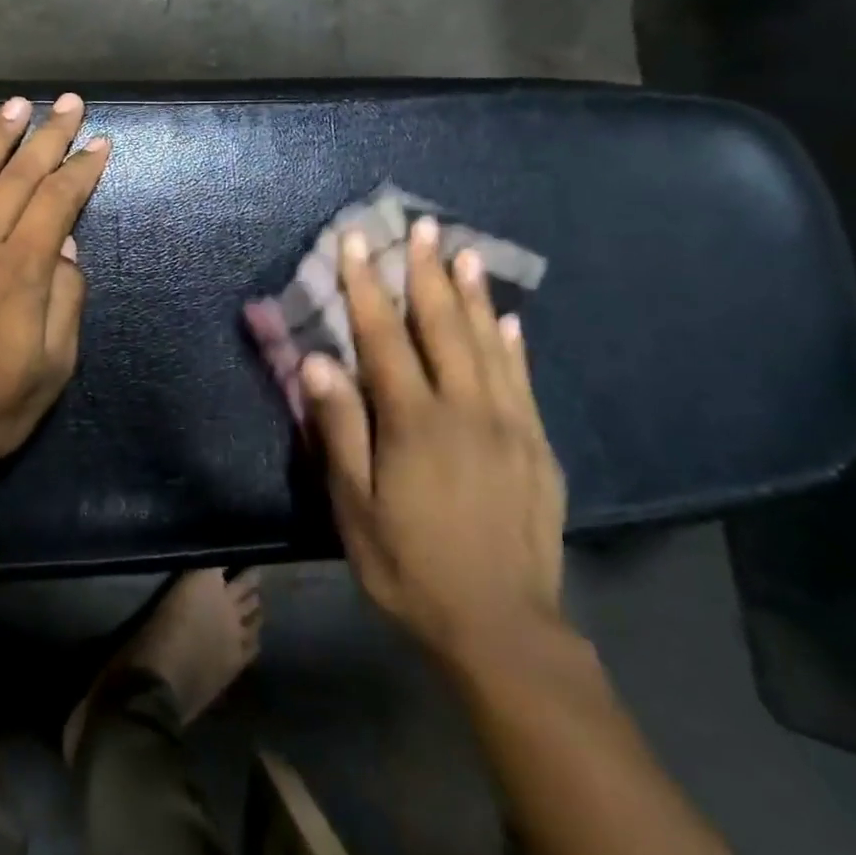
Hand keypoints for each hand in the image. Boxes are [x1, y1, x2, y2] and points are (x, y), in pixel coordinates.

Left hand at [0, 94, 109, 475]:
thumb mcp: (53, 366)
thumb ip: (64, 298)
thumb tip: (65, 243)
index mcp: (17, 271)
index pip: (56, 201)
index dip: (80, 169)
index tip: (99, 142)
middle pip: (16, 177)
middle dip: (47, 137)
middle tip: (68, 103)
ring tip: (16, 106)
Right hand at [302, 218, 566, 672]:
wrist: (502, 628)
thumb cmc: (409, 566)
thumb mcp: (354, 506)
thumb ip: (340, 429)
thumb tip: (317, 363)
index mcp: (414, 422)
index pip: (383, 338)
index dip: (366, 287)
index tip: (357, 243)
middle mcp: (466, 410)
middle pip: (442, 327)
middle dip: (426, 273)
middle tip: (422, 226)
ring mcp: (510, 426)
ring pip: (488, 345)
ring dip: (472, 295)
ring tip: (463, 252)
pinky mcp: (538, 448)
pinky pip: (523, 381)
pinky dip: (512, 345)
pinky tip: (509, 321)